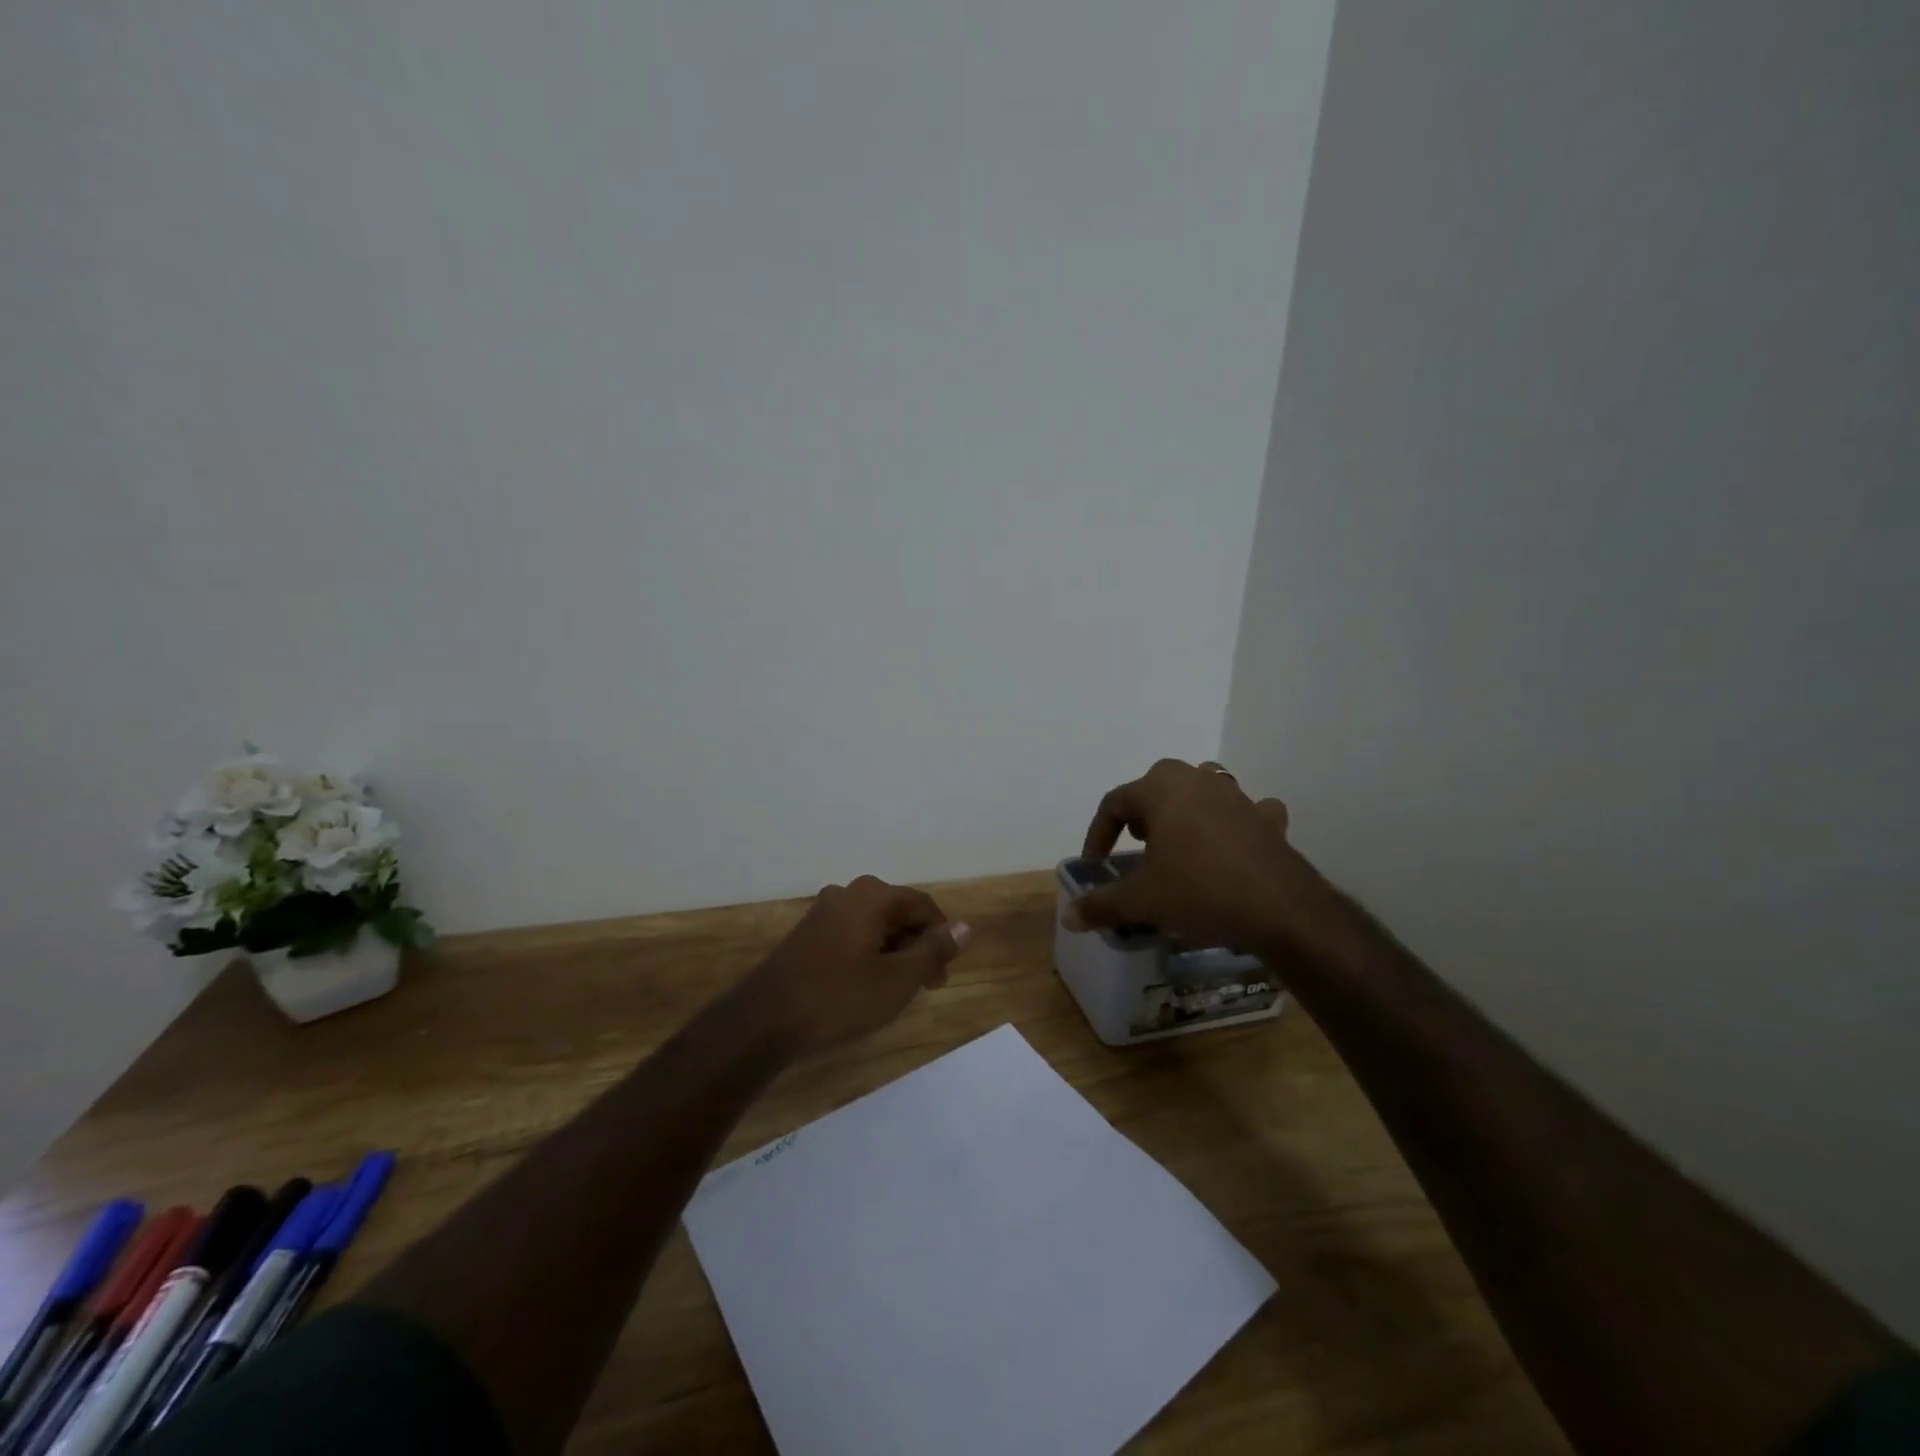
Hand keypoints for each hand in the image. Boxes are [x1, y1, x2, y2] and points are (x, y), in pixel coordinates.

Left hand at [747, 876, 970, 1058]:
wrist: (764, 1021)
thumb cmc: (839, 998)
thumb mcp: (897, 979)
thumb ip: (934, 950)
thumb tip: (965, 926)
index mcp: (873, 895)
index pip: (923, 906)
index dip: (941, 939)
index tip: (943, 976)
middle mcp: (848, 893)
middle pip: (898, 913)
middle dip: (917, 947)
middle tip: (924, 987)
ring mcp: (824, 911)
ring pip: (875, 926)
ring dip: (893, 953)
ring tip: (896, 991)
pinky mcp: (808, 933)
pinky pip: (852, 935)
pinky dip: (868, 955)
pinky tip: (865, 986)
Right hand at [1066, 758, 1330, 952]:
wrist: (1281, 909)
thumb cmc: (1199, 891)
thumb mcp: (1142, 901)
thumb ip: (1102, 905)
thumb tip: (1068, 917)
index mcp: (1161, 789)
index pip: (1115, 802)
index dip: (1098, 834)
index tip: (1096, 865)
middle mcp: (1198, 780)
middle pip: (1157, 785)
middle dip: (1141, 813)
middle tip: (1136, 844)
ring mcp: (1237, 797)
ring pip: (1202, 790)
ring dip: (1185, 810)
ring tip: (1178, 841)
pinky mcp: (1267, 820)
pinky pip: (1245, 811)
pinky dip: (1235, 823)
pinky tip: (1233, 845)